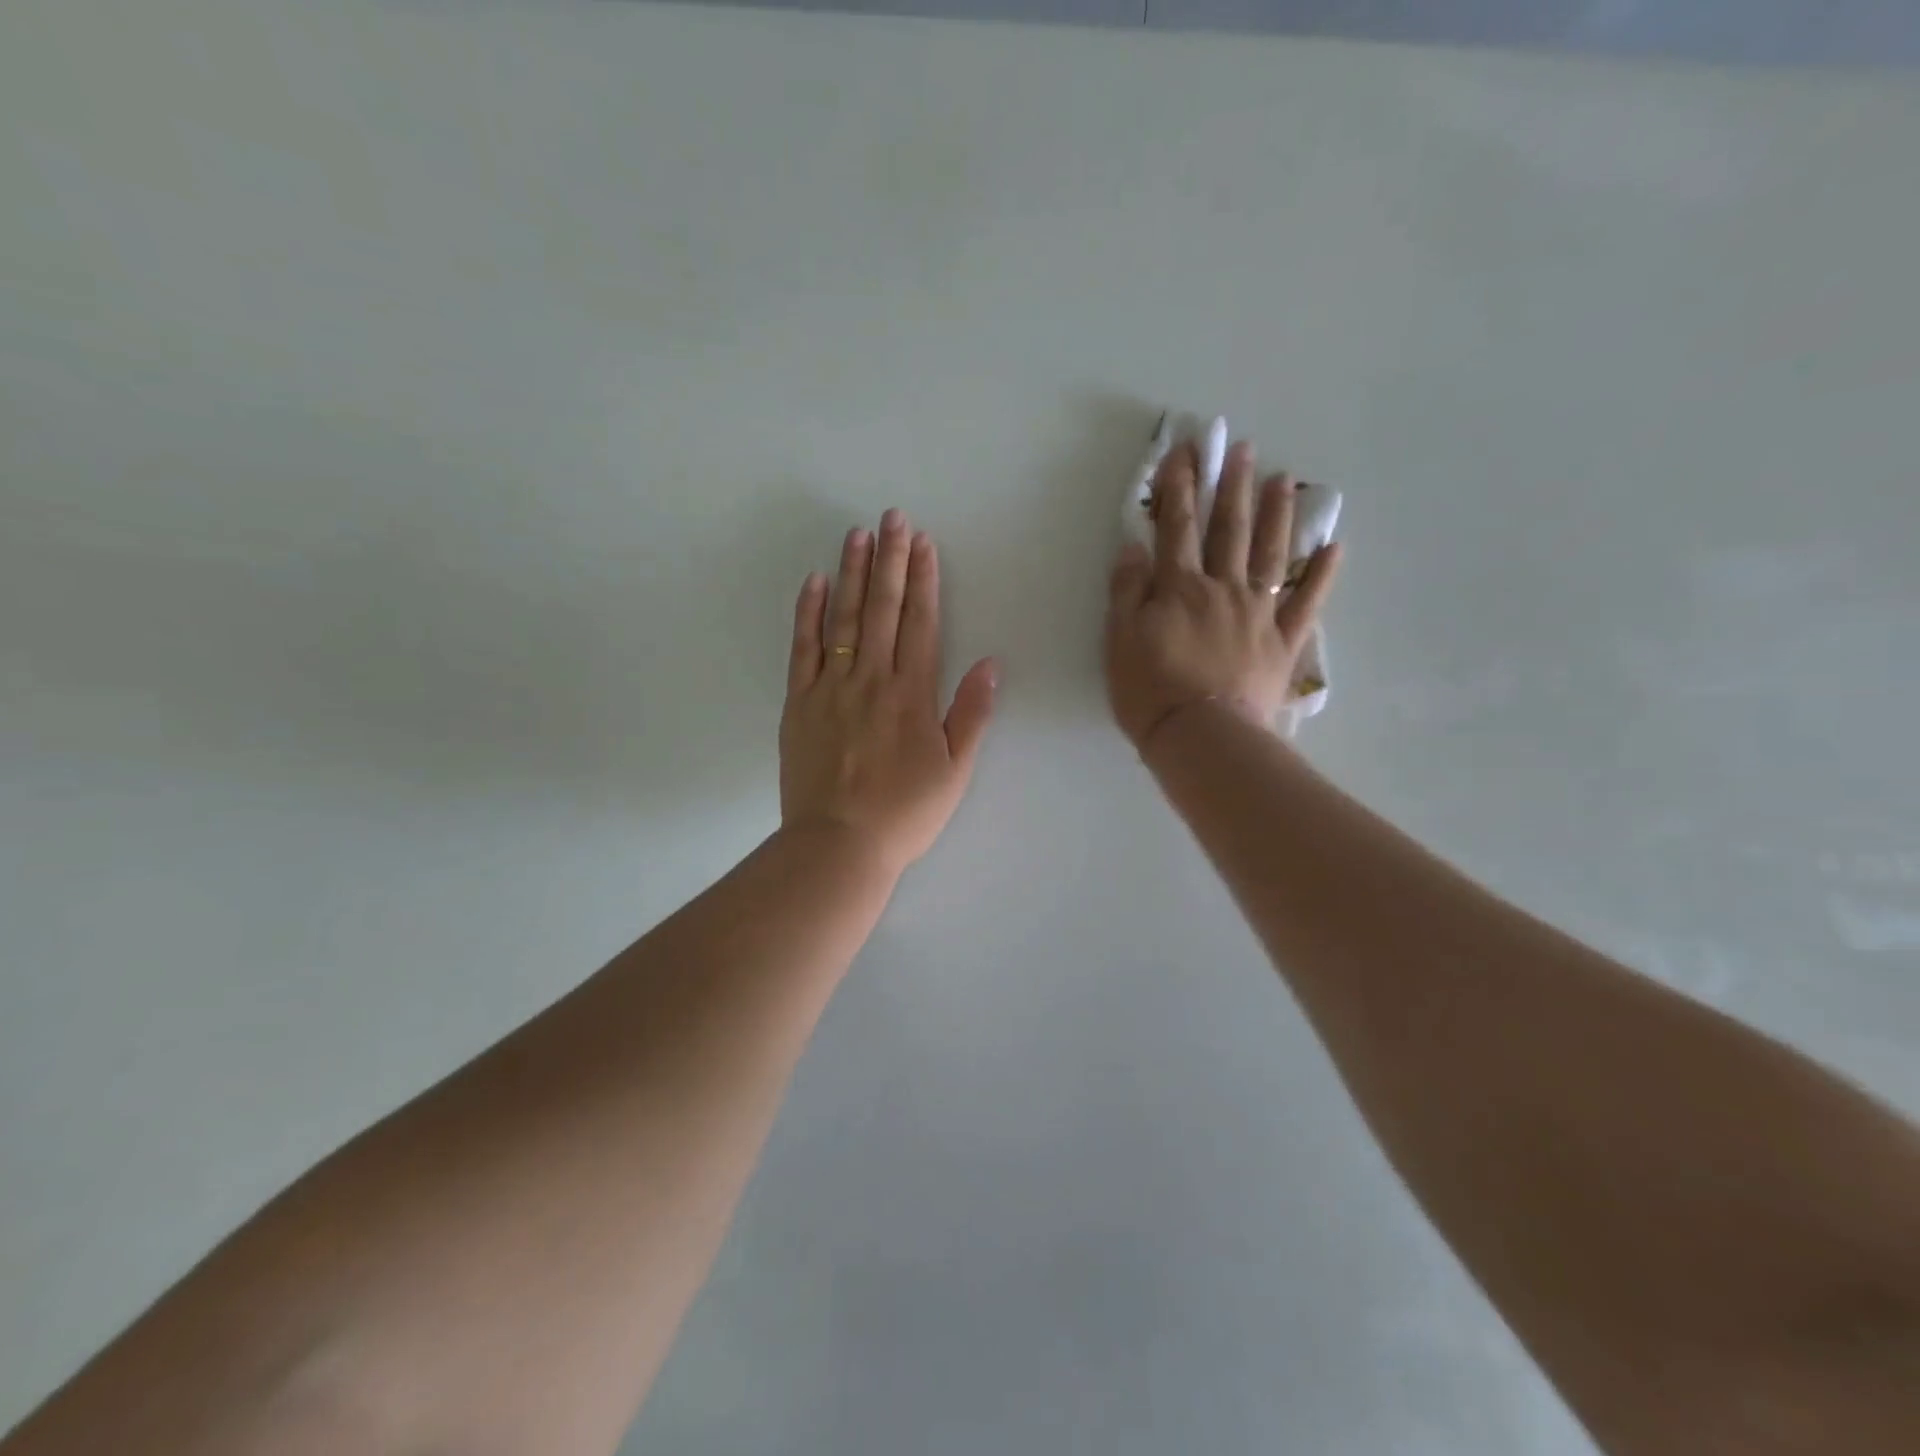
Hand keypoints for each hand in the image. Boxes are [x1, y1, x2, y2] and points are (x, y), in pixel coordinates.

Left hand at [780, 510, 998, 875]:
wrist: (839, 844)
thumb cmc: (904, 813)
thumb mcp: (954, 771)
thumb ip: (972, 715)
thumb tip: (990, 664)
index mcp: (913, 694)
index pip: (921, 623)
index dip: (923, 579)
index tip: (923, 543)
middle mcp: (872, 679)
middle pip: (883, 608)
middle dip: (890, 559)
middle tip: (893, 517)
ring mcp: (831, 687)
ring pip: (844, 618)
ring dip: (852, 573)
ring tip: (858, 533)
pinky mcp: (800, 702)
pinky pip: (803, 647)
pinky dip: (808, 612)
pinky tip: (815, 581)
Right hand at [1105, 438, 1340, 749]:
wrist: (1202, 737)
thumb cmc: (1151, 691)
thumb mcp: (1120, 640)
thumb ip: (1128, 591)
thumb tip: (1135, 546)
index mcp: (1180, 588)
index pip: (1177, 527)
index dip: (1180, 487)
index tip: (1185, 450)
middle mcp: (1223, 589)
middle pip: (1229, 530)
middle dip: (1232, 486)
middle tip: (1243, 447)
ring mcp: (1259, 613)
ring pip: (1271, 553)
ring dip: (1277, 514)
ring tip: (1283, 479)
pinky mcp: (1282, 642)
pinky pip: (1306, 603)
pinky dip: (1322, 574)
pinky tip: (1334, 546)